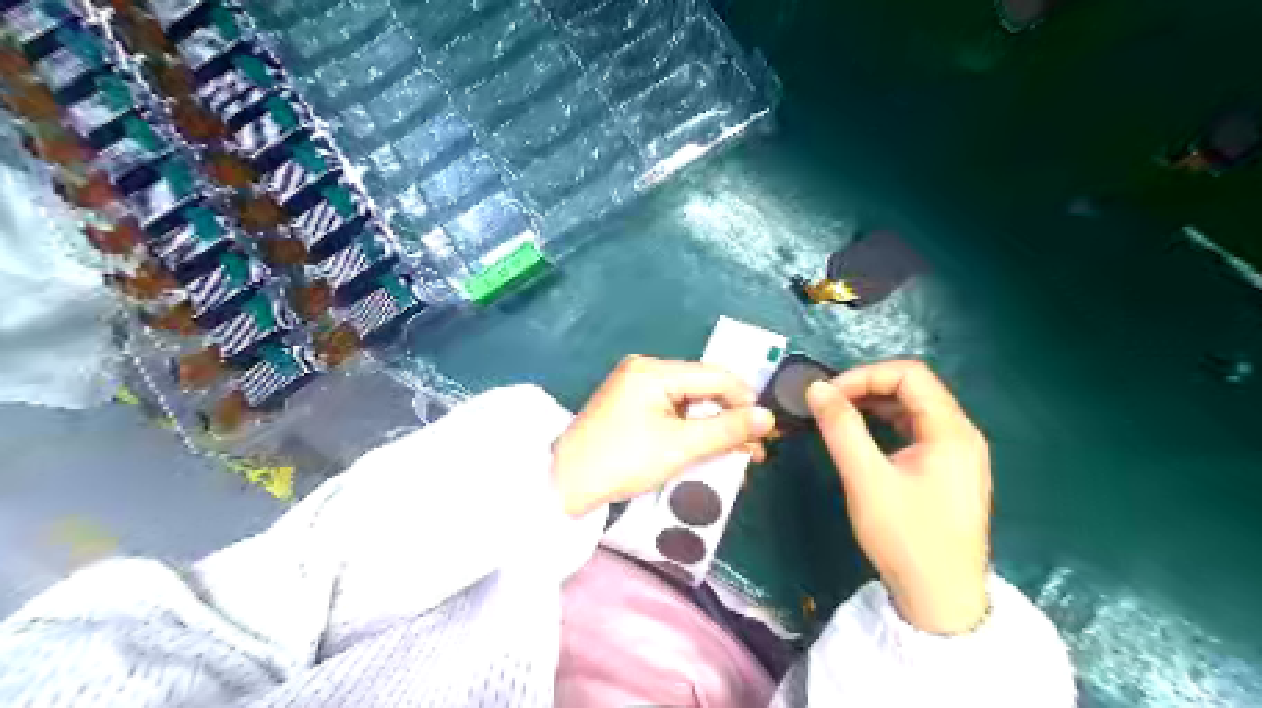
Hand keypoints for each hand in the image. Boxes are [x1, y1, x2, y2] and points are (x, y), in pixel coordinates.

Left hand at [554, 357, 779, 517]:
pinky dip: (691, 430)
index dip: (745, 401)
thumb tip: (767, 417)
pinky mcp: (630, 406)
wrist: (564, 485)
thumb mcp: (680, 447)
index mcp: (653, 370)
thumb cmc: (623, 461)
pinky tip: (707, 449)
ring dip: (713, 427)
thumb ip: (726, 429)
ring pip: (689, 401)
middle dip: (730, 417)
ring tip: (736, 455)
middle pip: (702, 387)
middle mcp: (645, 370)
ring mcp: (635, 387)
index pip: (715, 376)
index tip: (766, 431)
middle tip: (754, 449)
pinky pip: (672, 411)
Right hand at [807, 362, 995, 631]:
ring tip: (839, 416)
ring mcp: (958, 453)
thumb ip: (841, 428)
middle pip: (914, 388)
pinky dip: (886, 425)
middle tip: (829, 404)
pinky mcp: (948, 470)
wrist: (941, 601)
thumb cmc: (906, 537)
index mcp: (951, 430)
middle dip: (868, 387)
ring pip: (914, 409)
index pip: (909, 375)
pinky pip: (916, 431)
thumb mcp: (866, 479)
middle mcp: (961, 433)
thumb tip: (816, 388)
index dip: (865, 375)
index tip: (828, 394)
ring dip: (875, 405)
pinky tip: (863, 437)